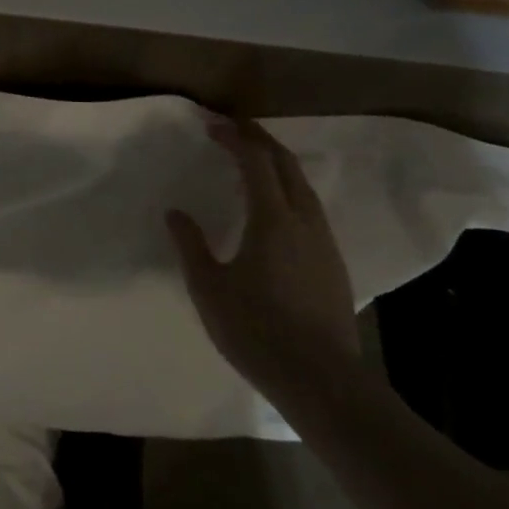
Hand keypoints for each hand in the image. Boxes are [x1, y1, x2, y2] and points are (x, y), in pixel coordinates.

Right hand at [166, 116, 360, 404]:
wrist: (322, 382)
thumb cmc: (257, 331)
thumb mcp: (209, 289)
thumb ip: (191, 246)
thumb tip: (175, 214)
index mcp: (272, 219)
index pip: (255, 161)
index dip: (234, 138)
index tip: (212, 126)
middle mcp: (304, 221)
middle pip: (286, 165)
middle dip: (260, 140)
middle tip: (234, 128)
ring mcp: (324, 242)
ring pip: (304, 186)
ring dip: (278, 163)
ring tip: (254, 159)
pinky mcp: (334, 264)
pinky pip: (311, 208)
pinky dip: (290, 189)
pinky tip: (278, 207)